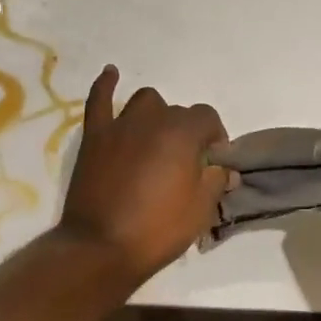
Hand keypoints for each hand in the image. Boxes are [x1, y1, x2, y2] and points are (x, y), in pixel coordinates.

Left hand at [57, 66, 228, 285]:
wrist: (102, 247)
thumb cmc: (158, 229)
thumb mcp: (201, 210)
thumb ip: (216, 181)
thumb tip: (225, 169)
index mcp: (183, 133)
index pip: (208, 118)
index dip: (215, 138)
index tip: (213, 162)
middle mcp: (153, 119)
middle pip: (178, 112)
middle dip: (186, 132)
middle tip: (184, 163)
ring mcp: (120, 125)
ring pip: (145, 102)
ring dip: (155, 114)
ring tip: (156, 137)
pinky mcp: (95, 136)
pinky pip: (99, 100)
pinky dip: (106, 85)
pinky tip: (111, 73)